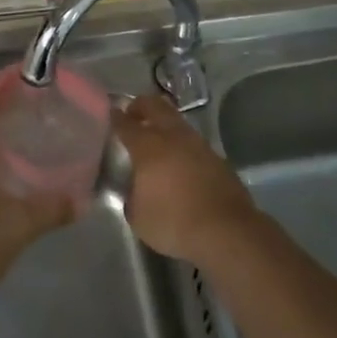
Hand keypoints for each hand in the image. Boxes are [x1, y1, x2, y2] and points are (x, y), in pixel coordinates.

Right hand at [111, 94, 259, 266]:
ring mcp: (198, 144)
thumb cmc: (174, 222)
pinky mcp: (217, 158)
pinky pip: (193, 141)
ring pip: (177, 121)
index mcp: (148, 147)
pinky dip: (182, 143)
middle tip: (132, 114)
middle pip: (155, 106)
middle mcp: (173, 137)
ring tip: (156, 137)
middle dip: (141, 106)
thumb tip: (134, 188)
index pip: (126, 124)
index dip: (115, 117)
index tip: (110, 114)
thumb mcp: (138, 216)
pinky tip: (179, 160)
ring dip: (164, 123)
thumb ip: (131, 195)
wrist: (226, 232)